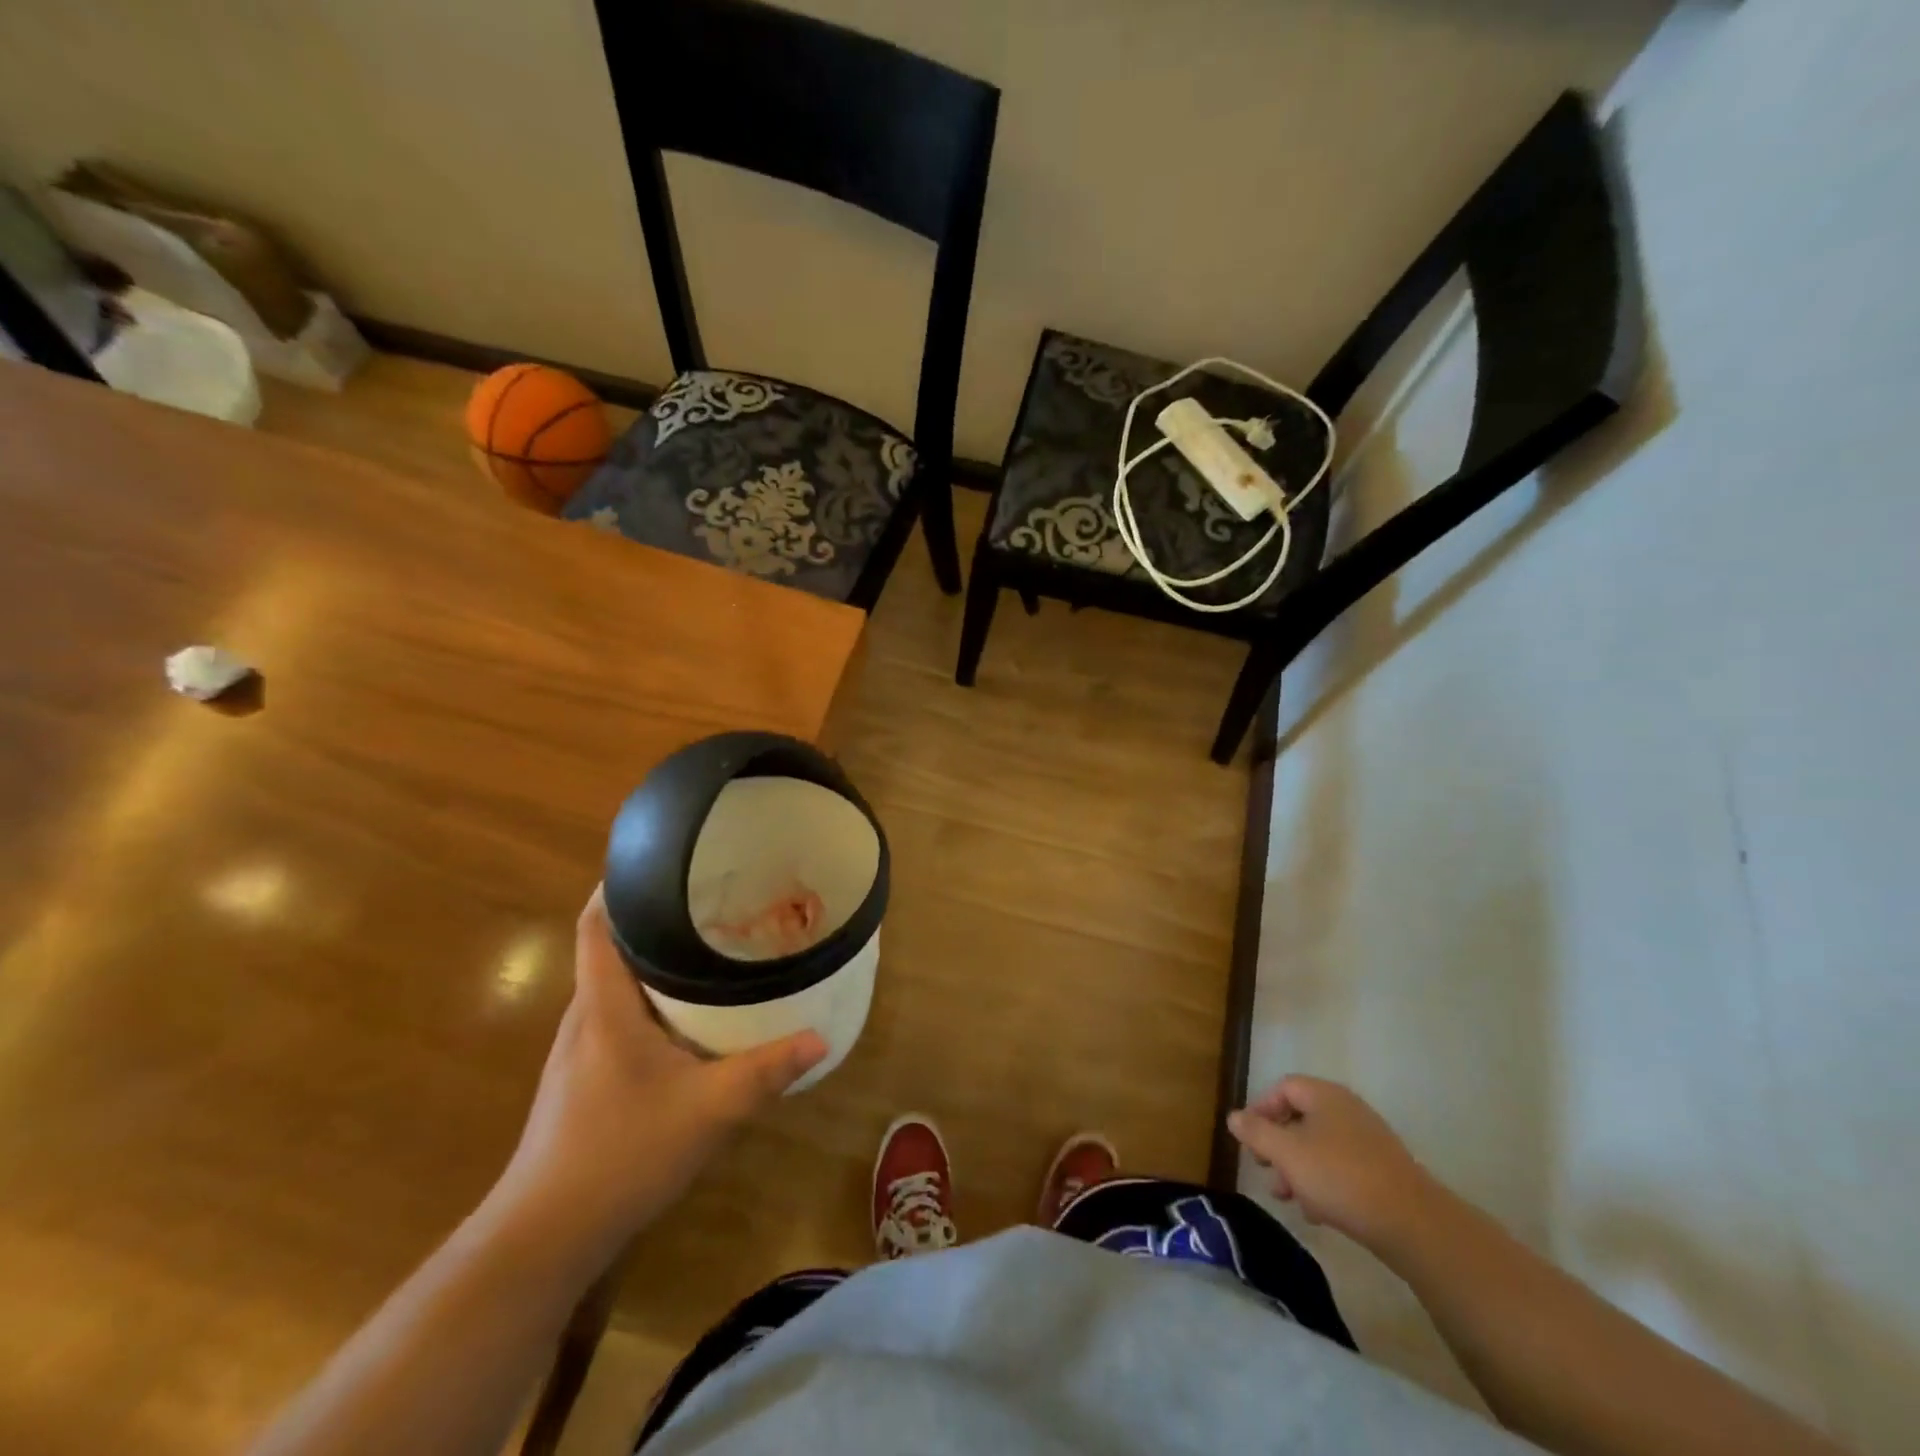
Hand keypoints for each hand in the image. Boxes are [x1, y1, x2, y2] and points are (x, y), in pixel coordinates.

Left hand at [490, 887, 826, 1261]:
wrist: (544, 1237)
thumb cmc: (620, 1154)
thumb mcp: (708, 1110)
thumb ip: (766, 1072)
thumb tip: (821, 1037)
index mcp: (604, 1006)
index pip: (595, 925)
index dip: (618, 886)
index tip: (660, 860)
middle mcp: (585, 1018)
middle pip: (609, 948)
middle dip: (653, 918)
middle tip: (709, 898)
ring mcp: (578, 1051)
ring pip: (614, 984)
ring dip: (651, 960)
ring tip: (705, 945)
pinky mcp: (582, 1079)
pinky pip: (616, 1016)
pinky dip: (648, 999)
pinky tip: (686, 1016)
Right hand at [1226, 1076, 1440, 1255]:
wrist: (1412, 1223)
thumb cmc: (1339, 1176)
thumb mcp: (1286, 1153)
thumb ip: (1256, 1132)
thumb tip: (1234, 1116)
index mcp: (1325, 1096)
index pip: (1283, 1088)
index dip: (1260, 1109)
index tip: (1249, 1139)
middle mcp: (1347, 1109)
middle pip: (1301, 1117)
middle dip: (1278, 1145)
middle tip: (1265, 1170)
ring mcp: (1369, 1140)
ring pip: (1320, 1146)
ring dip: (1298, 1168)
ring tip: (1288, 1198)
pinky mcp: (1383, 1171)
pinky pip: (1342, 1167)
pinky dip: (1324, 1182)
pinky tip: (1318, 1212)